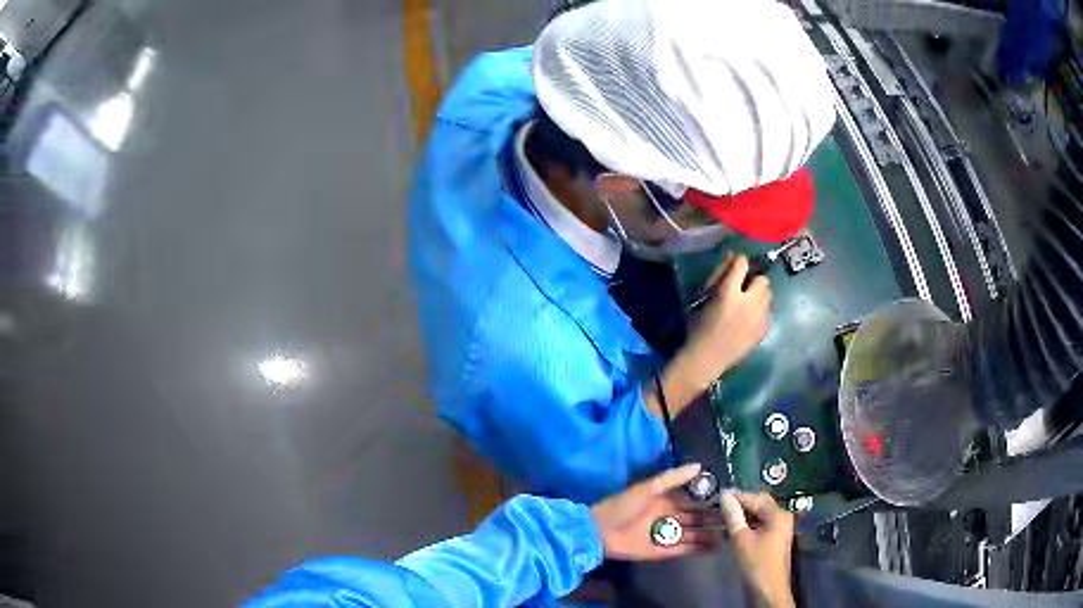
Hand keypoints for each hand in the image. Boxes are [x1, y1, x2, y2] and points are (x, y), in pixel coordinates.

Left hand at [591, 464, 722, 560]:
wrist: (598, 531)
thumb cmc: (622, 505)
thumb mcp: (648, 488)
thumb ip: (672, 478)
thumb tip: (699, 466)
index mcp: (665, 501)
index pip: (693, 501)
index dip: (709, 501)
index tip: (729, 500)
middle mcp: (668, 518)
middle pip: (695, 519)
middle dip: (713, 519)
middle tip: (735, 519)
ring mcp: (665, 535)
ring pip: (692, 535)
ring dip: (708, 535)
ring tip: (729, 535)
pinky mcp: (660, 551)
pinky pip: (682, 549)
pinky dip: (697, 549)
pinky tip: (713, 547)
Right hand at [670, 254, 771, 393]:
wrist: (707, 359)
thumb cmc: (699, 328)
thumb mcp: (704, 298)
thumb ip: (720, 278)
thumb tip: (732, 259)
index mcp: (728, 293)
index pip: (742, 264)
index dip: (739, 262)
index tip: (736, 267)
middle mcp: (748, 303)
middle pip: (763, 279)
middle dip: (754, 281)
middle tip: (744, 289)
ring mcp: (759, 318)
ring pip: (768, 295)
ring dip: (759, 295)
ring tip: (749, 304)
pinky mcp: (764, 330)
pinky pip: (768, 312)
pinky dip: (761, 311)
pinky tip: (750, 320)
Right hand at [719, 492, 795, 607]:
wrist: (769, 589)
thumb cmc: (756, 564)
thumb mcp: (741, 539)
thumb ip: (733, 516)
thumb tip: (725, 497)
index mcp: (778, 514)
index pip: (755, 497)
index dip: (736, 497)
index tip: (718, 497)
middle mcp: (782, 517)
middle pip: (760, 503)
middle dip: (741, 504)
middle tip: (720, 506)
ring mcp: (781, 527)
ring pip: (760, 514)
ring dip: (744, 514)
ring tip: (725, 517)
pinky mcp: (776, 537)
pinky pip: (762, 523)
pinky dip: (749, 523)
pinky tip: (736, 528)